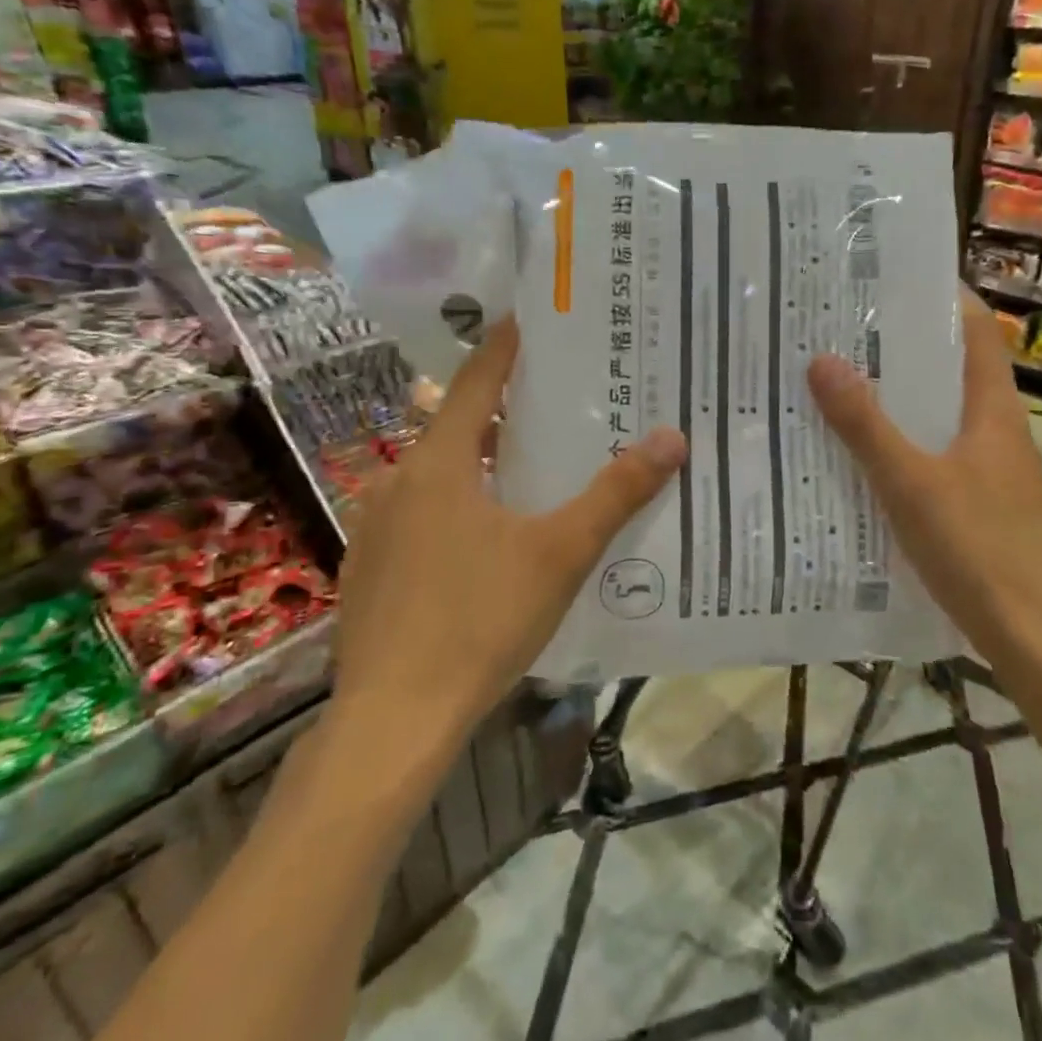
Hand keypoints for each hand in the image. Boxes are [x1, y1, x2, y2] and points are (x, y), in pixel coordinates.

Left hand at [327, 318, 685, 747]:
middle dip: (506, 412)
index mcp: (439, 464)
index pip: (477, 382)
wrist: (393, 721)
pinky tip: (490, 543)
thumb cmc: (480, 621)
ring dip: (483, 465)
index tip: (530, 319)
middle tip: (559, 405)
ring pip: (440, 477)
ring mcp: (376, 528)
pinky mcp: (370, 570)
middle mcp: (399, 482)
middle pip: (459, 428)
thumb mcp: (560, 553)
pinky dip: (458, 508)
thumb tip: (671, 437)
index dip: (504, 347)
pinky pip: (422, 517)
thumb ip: (615, 494)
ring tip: (534, 471)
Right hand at [806, 293, 1041, 662]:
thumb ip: (865, 425)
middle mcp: (1000, 429)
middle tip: (848, 331)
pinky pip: (941, 453)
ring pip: (945, 414)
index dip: (943, 299)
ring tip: (847, 383)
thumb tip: (822, 360)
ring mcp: (995, 468)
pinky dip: (908, 441)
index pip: (976, 332)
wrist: (1027, 631)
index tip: (891, 281)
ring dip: (904, 397)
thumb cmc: (975, 546)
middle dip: (908, 348)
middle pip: (955, 370)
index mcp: (994, 410)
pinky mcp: (983, 501)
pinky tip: (868, 455)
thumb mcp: (909, 482)